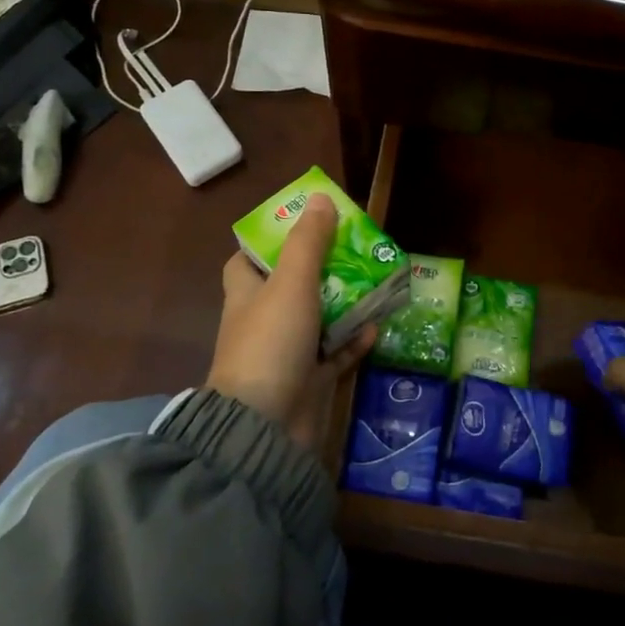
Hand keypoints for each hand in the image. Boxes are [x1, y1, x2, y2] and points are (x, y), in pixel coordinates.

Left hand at [207, 193, 376, 449]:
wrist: (265, 427)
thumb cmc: (271, 344)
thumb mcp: (291, 283)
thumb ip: (308, 242)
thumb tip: (320, 198)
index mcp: (247, 293)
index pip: (250, 258)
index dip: (273, 239)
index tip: (305, 224)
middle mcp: (264, 319)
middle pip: (293, 284)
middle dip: (324, 267)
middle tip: (357, 248)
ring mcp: (287, 351)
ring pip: (319, 317)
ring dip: (346, 302)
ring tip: (377, 280)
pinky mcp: (309, 379)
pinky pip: (336, 353)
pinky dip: (354, 340)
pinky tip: (377, 327)